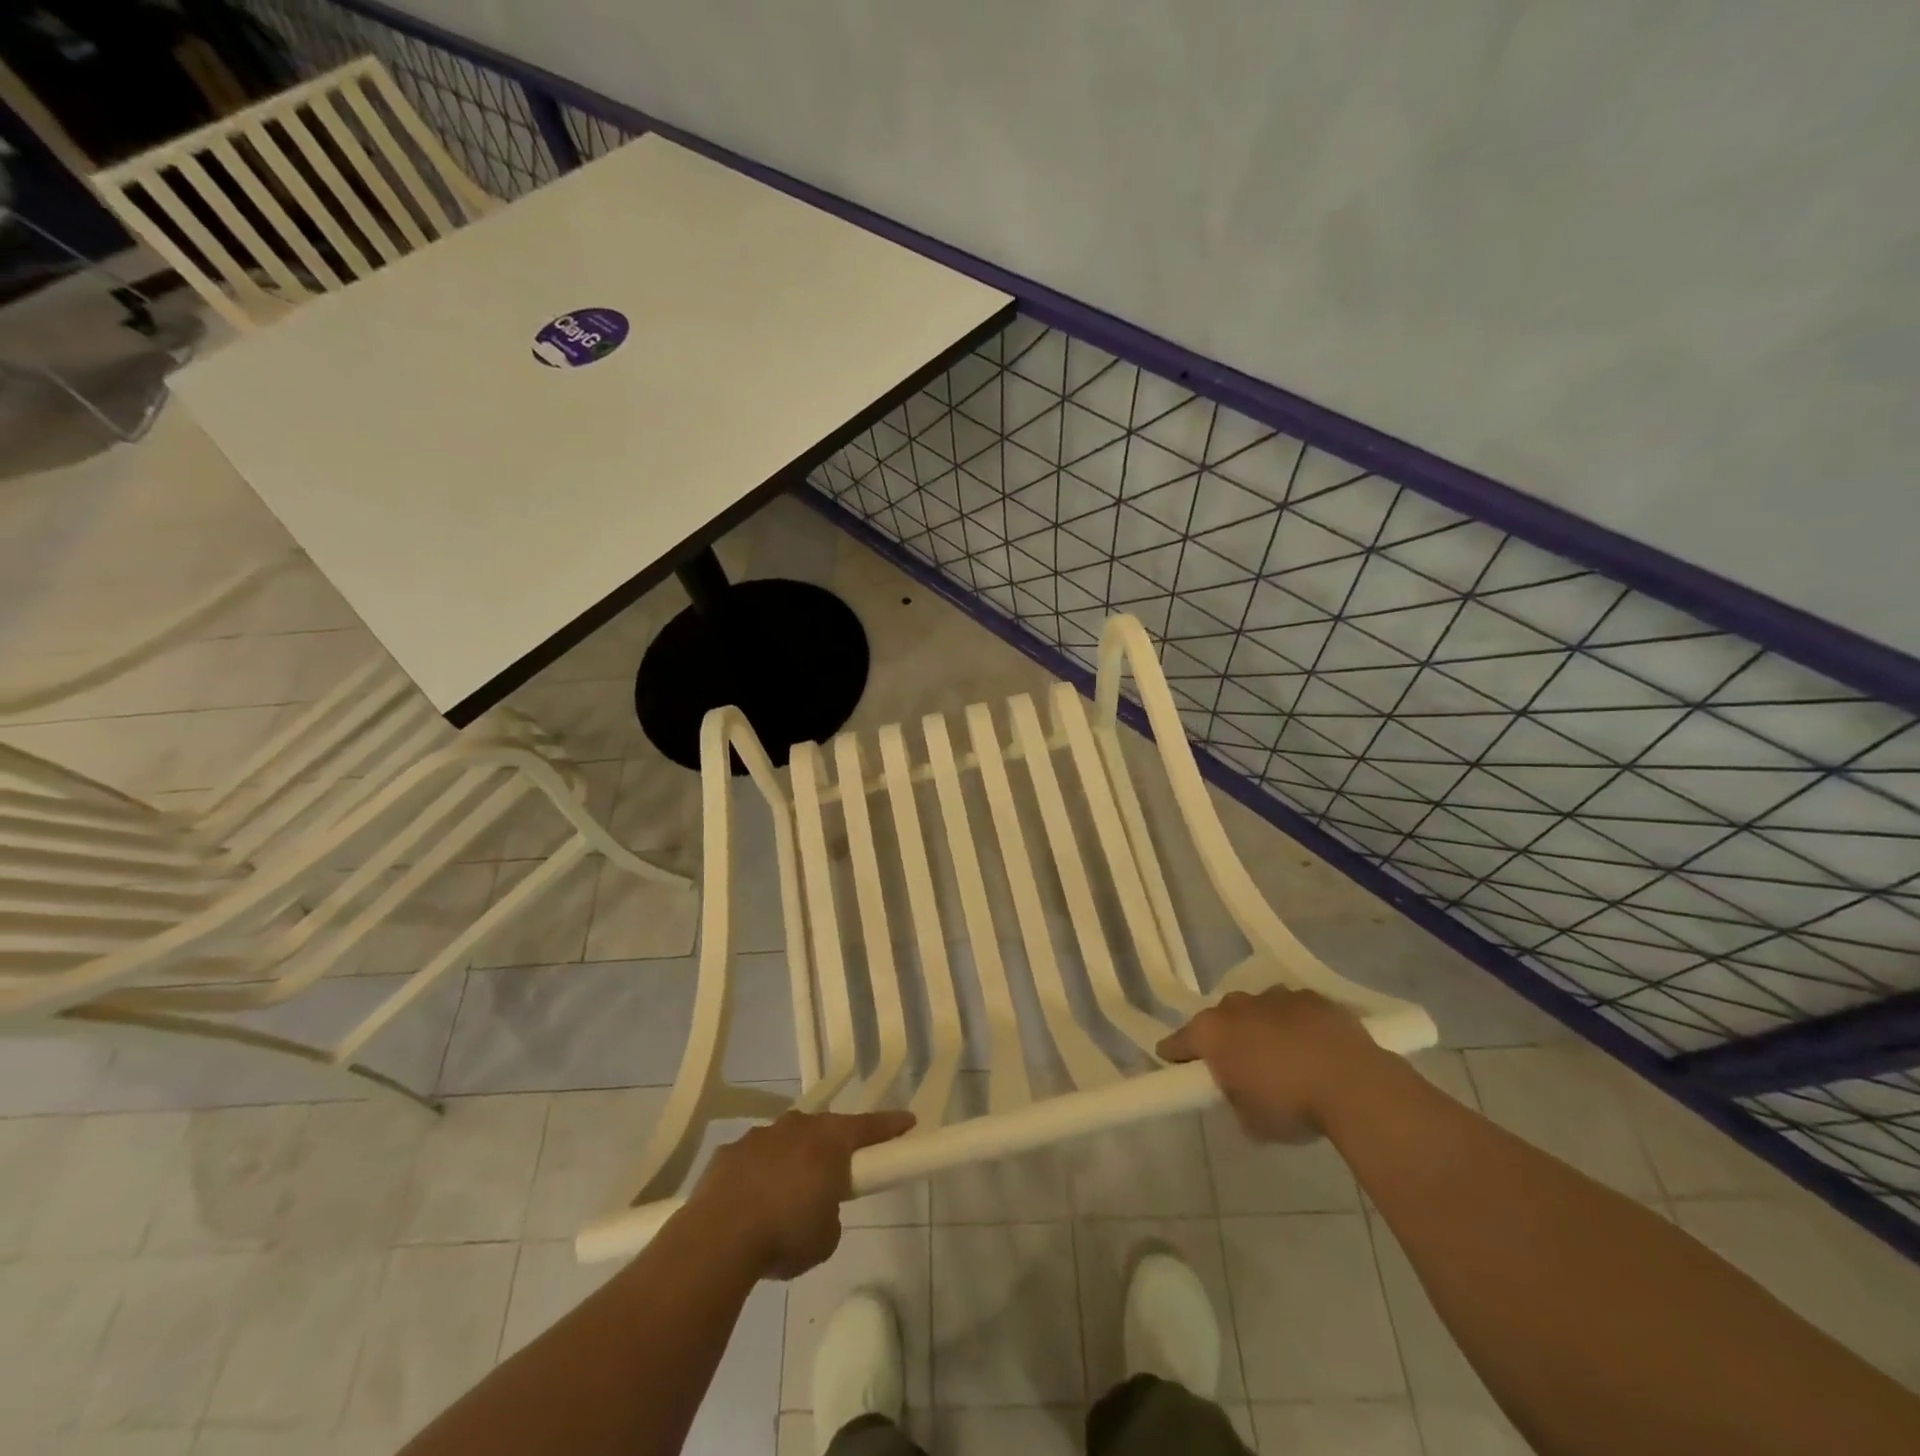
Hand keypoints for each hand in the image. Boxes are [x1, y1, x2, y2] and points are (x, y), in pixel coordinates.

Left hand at [686, 1109, 915, 1279]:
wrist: (718, 1238)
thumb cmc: (785, 1234)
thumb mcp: (826, 1237)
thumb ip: (831, 1214)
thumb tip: (819, 1208)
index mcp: (830, 1142)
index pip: (869, 1126)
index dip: (890, 1126)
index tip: (907, 1121)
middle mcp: (798, 1128)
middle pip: (825, 1129)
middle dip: (833, 1145)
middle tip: (838, 1168)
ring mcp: (761, 1136)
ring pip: (787, 1140)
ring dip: (793, 1159)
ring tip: (788, 1193)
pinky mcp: (729, 1152)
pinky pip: (754, 1158)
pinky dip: (759, 1174)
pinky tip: (752, 1202)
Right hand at [1158, 989, 1389, 1142]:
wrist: (1353, 1084)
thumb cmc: (1291, 1106)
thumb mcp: (1251, 1121)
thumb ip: (1235, 1099)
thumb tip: (1241, 1091)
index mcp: (1212, 1032)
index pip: (1179, 1041)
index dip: (1175, 1055)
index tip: (1175, 1065)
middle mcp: (1236, 1006)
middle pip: (1220, 1019)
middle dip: (1225, 1038)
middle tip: (1239, 1066)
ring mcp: (1275, 996)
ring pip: (1258, 1010)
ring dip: (1262, 1028)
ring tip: (1282, 1057)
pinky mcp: (1311, 997)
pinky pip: (1293, 1010)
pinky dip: (1296, 1024)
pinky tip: (1314, 1048)